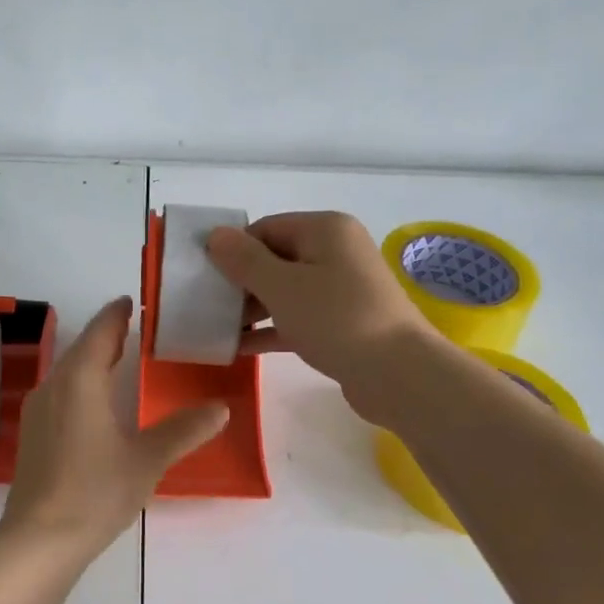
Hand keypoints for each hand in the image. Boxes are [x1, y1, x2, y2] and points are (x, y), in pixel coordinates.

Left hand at [0, 297, 228, 555]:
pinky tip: (96, 403)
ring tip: (121, 360)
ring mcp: (38, 410)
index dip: (118, 314)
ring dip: (93, 360)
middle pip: (82, 348)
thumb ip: (184, 430)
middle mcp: (54, 385)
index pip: (101, 331)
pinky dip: (81, 383)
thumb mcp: (147, 459)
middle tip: (139, 329)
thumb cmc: (95, 491)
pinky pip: (60, 392)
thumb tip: (221, 408)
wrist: (39, 540)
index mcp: (80, 380)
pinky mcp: (33, 434)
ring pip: (68, 371)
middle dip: (107, 335)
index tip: (135, 301)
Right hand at [207, 212, 436, 421]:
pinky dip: (272, 329)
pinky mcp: (343, 323)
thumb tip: (215, 234)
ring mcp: (342, 289)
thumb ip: (244, 260)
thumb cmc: (336, 319)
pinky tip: (240, 348)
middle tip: (207, 306)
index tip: (204, 278)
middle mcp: (336, 252)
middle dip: (240, 283)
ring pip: (285, 291)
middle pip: (275, 259)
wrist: (398, 374)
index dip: (234, 251)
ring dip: (252, 309)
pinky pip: (298, 318)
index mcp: (325, 230)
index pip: (265, 229)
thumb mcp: (281, 286)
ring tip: (218, 329)